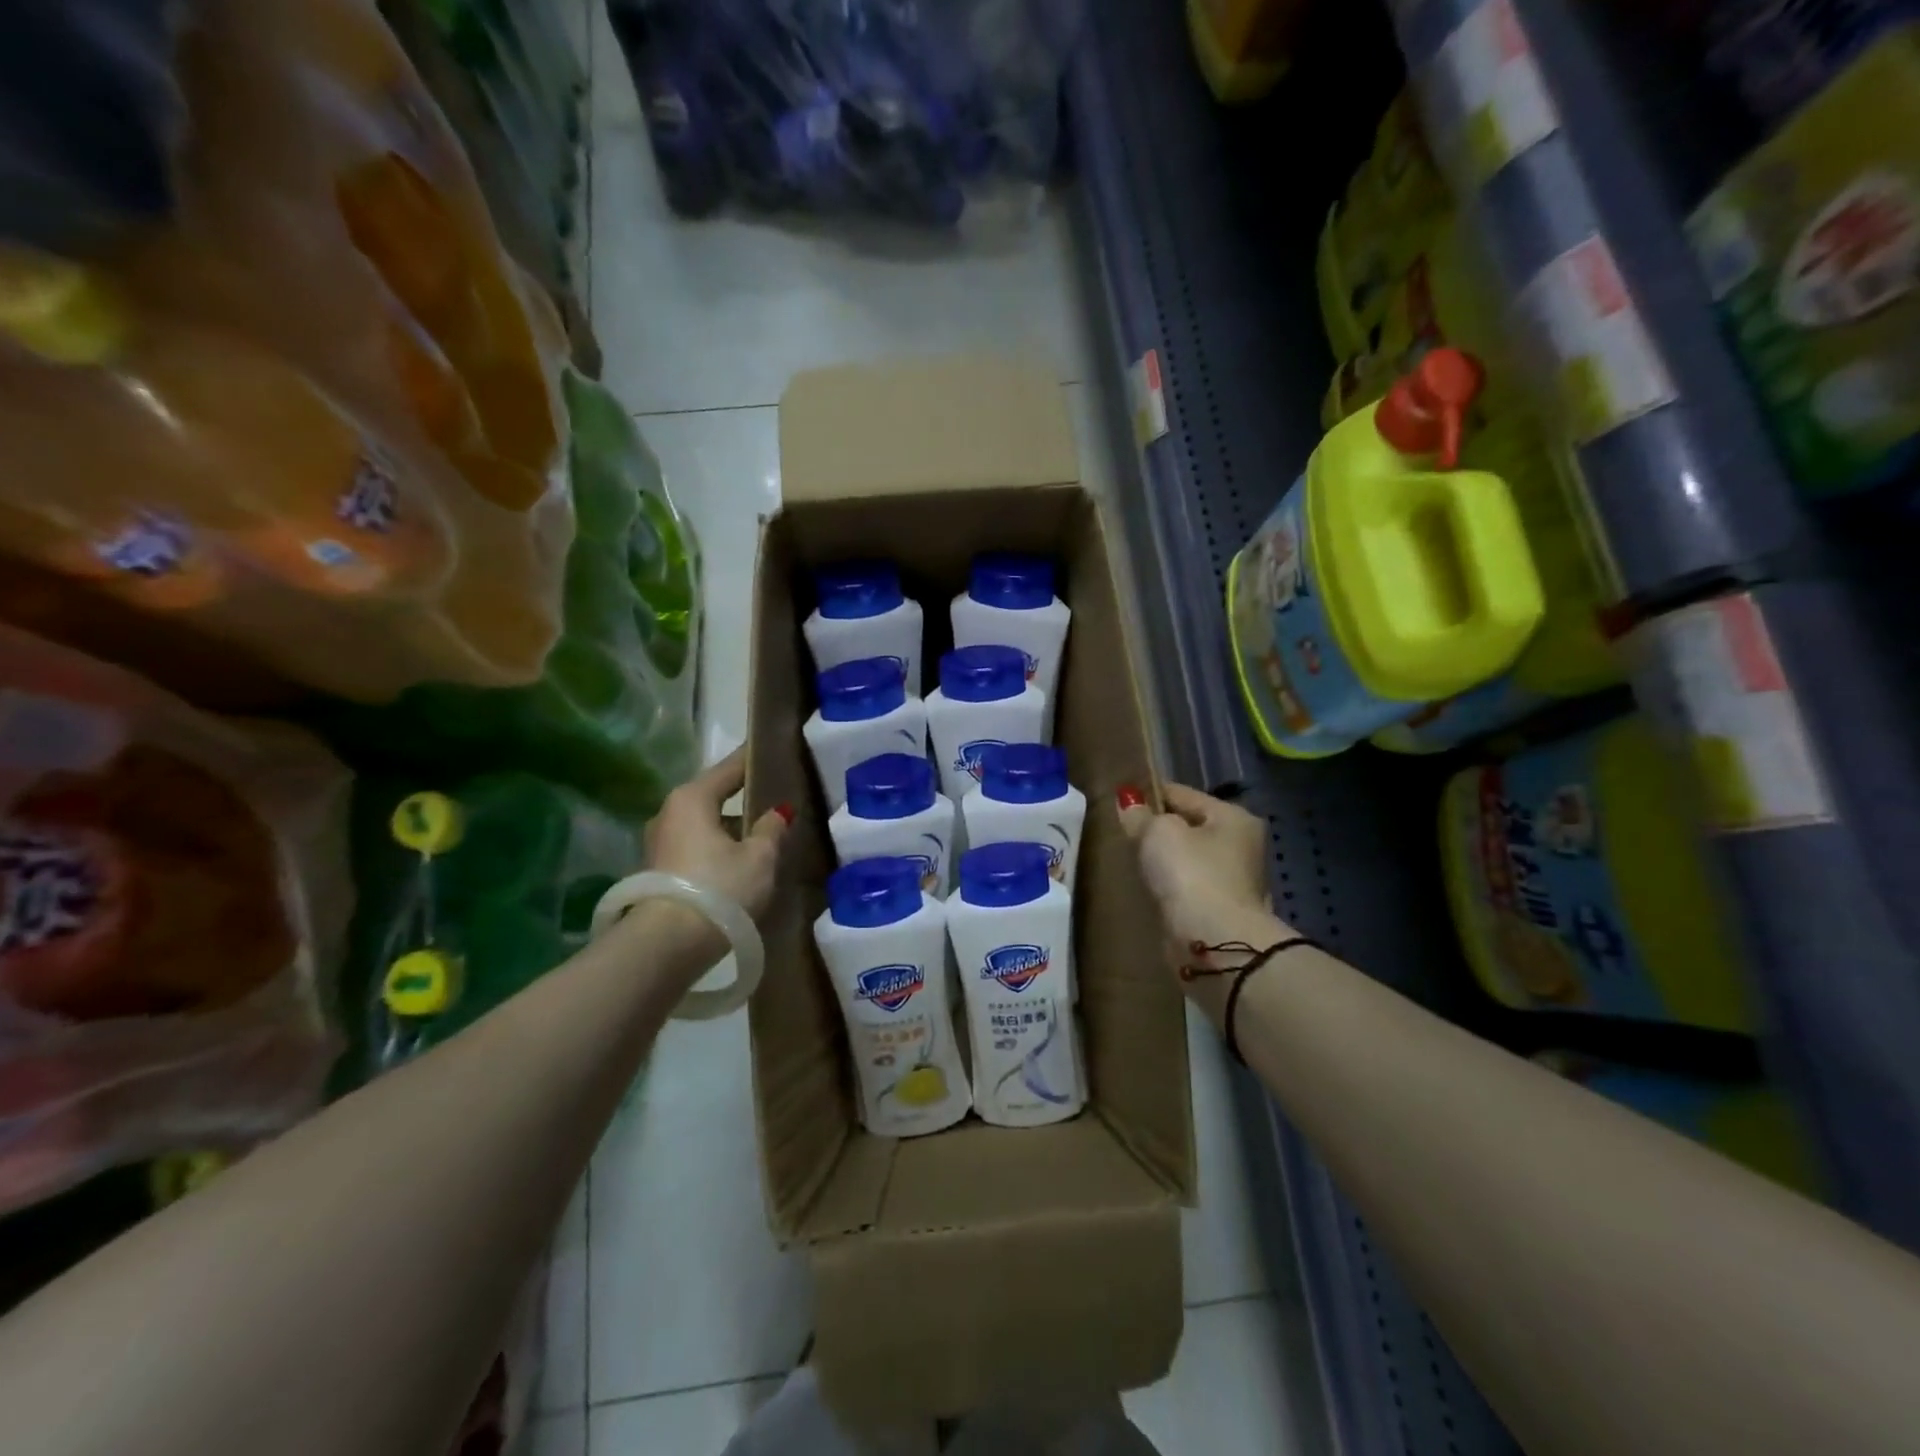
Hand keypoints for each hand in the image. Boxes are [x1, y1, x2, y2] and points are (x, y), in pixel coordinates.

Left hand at [644, 747, 790, 922]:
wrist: (667, 946)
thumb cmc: (719, 889)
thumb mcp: (760, 857)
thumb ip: (772, 829)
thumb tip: (778, 812)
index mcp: (692, 798)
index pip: (729, 768)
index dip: (752, 760)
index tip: (770, 749)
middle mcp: (669, 813)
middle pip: (713, 797)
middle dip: (742, 799)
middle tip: (773, 799)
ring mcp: (659, 844)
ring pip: (703, 825)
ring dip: (729, 829)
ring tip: (761, 836)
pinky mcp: (657, 873)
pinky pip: (695, 848)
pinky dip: (716, 849)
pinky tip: (738, 863)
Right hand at [1118, 783, 1281, 964]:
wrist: (1214, 943)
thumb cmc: (1191, 874)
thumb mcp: (1158, 833)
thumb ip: (1141, 815)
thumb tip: (1129, 803)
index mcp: (1234, 818)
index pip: (1183, 794)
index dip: (1150, 793)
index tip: (1121, 799)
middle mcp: (1241, 846)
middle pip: (1189, 827)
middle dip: (1158, 830)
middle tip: (1123, 832)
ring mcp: (1234, 882)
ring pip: (1187, 860)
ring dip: (1164, 861)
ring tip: (1130, 860)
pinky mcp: (1220, 912)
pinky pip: (1186, 888)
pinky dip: (1169, 886)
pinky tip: (1147, 887)